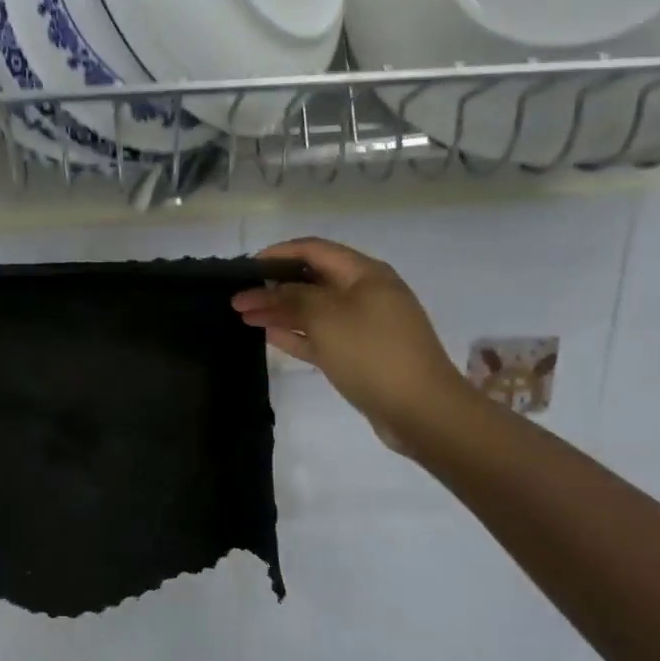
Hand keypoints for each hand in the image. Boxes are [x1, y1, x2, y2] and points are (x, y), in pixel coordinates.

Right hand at [233, 237, 465, 449]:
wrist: (421, 410)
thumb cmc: (371, 351)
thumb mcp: (325, 316)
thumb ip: (290, 297)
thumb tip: (266, 289)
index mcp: (364, 273)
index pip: (314, 250)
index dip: (278, 254)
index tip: (245, 268)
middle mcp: (365, 293)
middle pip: (311, 280)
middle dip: (274, 287)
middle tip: (238, 299)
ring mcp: (364, 325)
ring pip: (313, 310)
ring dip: (280, 311)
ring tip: (244, 317)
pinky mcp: (360, 354)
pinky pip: (321, 336)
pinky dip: (296, 333)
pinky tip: (269, 335)